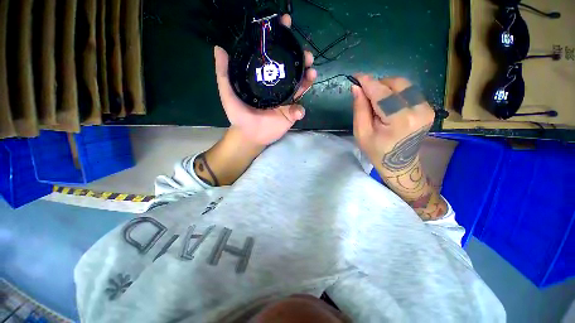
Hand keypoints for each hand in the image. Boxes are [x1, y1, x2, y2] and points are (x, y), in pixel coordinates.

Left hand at [214, 14, 316, 145]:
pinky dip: (299, 110)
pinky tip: (298, 110)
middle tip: (306, 55)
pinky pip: (298, 110)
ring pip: (300, 87)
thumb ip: (224, 73)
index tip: (286, 25)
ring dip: (308, 80)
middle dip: (301, 60)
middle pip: (292, 71)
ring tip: (311, 73)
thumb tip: (219, 48)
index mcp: (265, 80)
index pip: (274, 58)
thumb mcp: (228, 92)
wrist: (248, 134)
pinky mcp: (290, 115)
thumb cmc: (238, 115)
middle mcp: (278, 88)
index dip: (281, 41)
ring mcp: (286, 101)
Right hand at [351, 75, 434, 174]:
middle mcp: (418, 110)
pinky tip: (387, 104)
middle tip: (365, 94)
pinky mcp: (428, 108)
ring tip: (376, 102)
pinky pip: (409, 91)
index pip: (382, 93)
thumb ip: (360, 109)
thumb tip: (356, 88)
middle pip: (396, 83)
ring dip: (386, 88)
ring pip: (404, 85)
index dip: (368, 82)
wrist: (399, 164)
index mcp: (400, 120)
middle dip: (378, 84)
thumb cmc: (376, 151)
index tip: (356, 76)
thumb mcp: (362, 133)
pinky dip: (395, 92)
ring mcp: (426, 108)